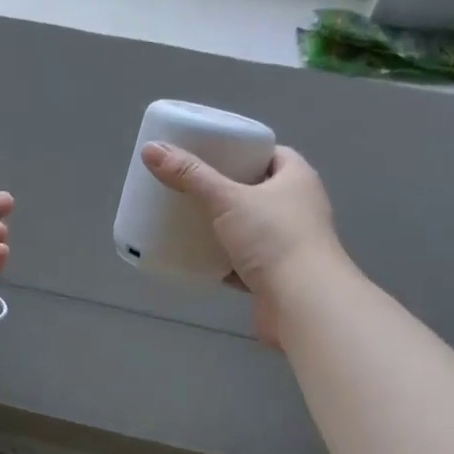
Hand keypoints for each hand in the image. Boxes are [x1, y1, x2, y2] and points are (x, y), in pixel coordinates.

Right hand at [141, 142, 348, 348]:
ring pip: (252, 228)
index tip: (210, 154)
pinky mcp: (278, 277)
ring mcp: (291, 245)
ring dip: (225, 227)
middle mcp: (300, 208)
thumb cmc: (273, 239)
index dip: (242, 151)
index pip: (271, 154)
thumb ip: (190, 175)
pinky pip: (246, 262)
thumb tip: (151, 149)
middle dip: (227, 190)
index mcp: (297, 179)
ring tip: (190, 219)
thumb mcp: (227, 199)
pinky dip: (225, 261)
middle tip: (192, 185)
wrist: (302, 304)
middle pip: (258, 191)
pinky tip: (200, 259)